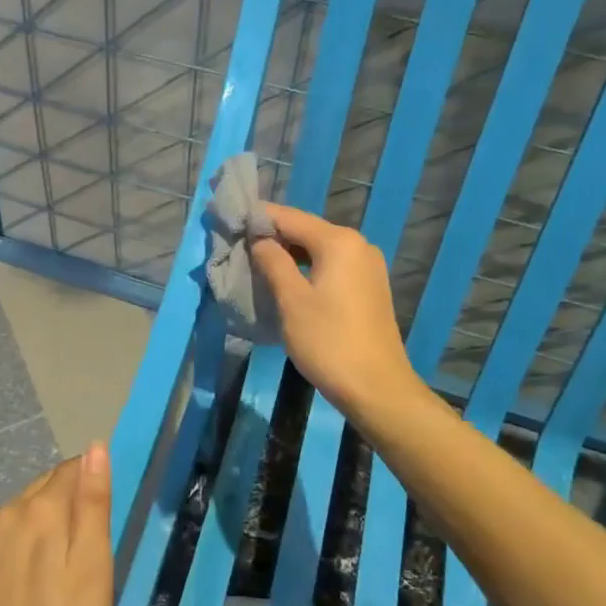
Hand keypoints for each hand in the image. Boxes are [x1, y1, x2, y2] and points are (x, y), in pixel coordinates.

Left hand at [0, 443, 113, 605]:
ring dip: (51, 522)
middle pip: (47, 487)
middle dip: (71, 500)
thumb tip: (96, 447)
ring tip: (71, 560)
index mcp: (38, 508)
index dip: (93, 482)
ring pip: (28, 512)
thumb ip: (93, 501)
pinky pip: (12, 538)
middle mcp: (8, 515)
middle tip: (95, 541)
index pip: (71, 469)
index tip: (108, 512)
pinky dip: (31, 544)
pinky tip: (42, 579)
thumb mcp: (93, 563)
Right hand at [250, 203, 418, 421]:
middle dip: (272, 236)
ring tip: (256, 263)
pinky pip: (331, 264)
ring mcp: (367, 265)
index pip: (289, 217)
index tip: (229, 222)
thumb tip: (259, 239)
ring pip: (318, 248)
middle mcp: (357, 244)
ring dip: (288, 253)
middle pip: (306, 229)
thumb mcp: (291, 300)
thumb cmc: (328, 341)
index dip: (257, 218)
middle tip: (238, 245)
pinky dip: (307, 267)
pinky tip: (287, 280)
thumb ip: (272, 261)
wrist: (377, 388)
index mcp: (338, 241)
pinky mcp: (369, 286)